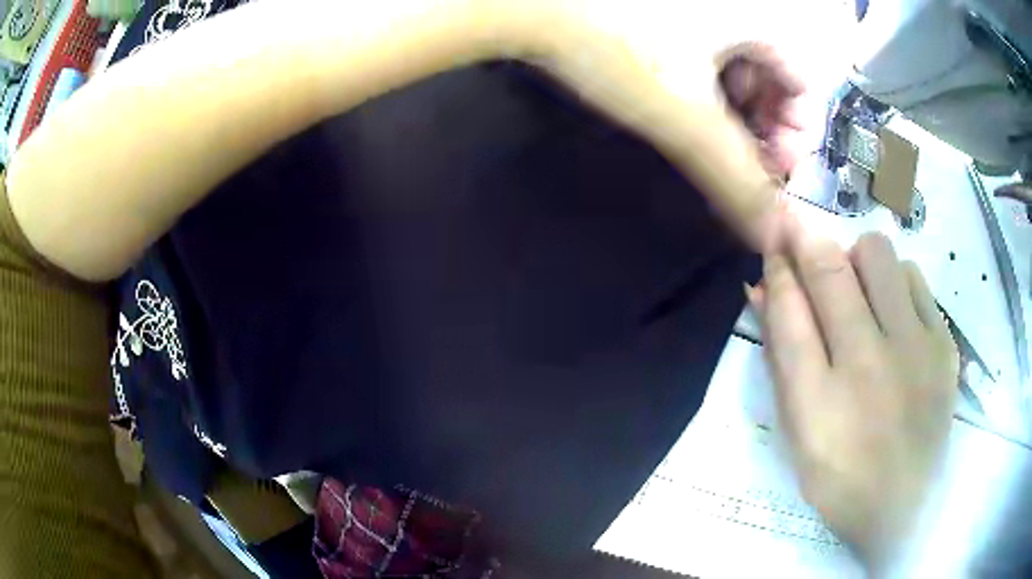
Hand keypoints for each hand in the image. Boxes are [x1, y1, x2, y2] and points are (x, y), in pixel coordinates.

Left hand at [521, 1, 806, 249]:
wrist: (531, 6)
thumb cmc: (614, 46)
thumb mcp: (687, 117)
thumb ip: (736, 179)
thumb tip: (774, 237)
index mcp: (757, 19)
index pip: (805, 86)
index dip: (795, 133)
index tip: (771, 167)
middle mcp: (736, 6)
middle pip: (773, 78)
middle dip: (765, 124)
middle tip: (742, 159)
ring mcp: (701, 8)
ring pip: (738, 66)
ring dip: (735, 108)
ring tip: (709, 133)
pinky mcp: (671, 14)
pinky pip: (706, 52)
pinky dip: (705, 84)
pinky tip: (683, 100)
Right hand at [748, 209, 958, 568]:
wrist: (901, 508)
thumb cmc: (839, 477)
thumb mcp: (795, 432)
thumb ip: (781, 358)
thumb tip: (762, 288)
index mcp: (818, 402)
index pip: (788, 307)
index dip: (776, 261)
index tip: (773, 232)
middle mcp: (867, 367)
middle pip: (830, 268)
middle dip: (806, 238)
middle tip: (802, 236)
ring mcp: (914, 352)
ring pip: (878, 255)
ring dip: (856, 262)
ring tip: (860, 292)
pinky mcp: (943, 346)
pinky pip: (914, 277)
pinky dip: (895, 281)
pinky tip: (894, 313)